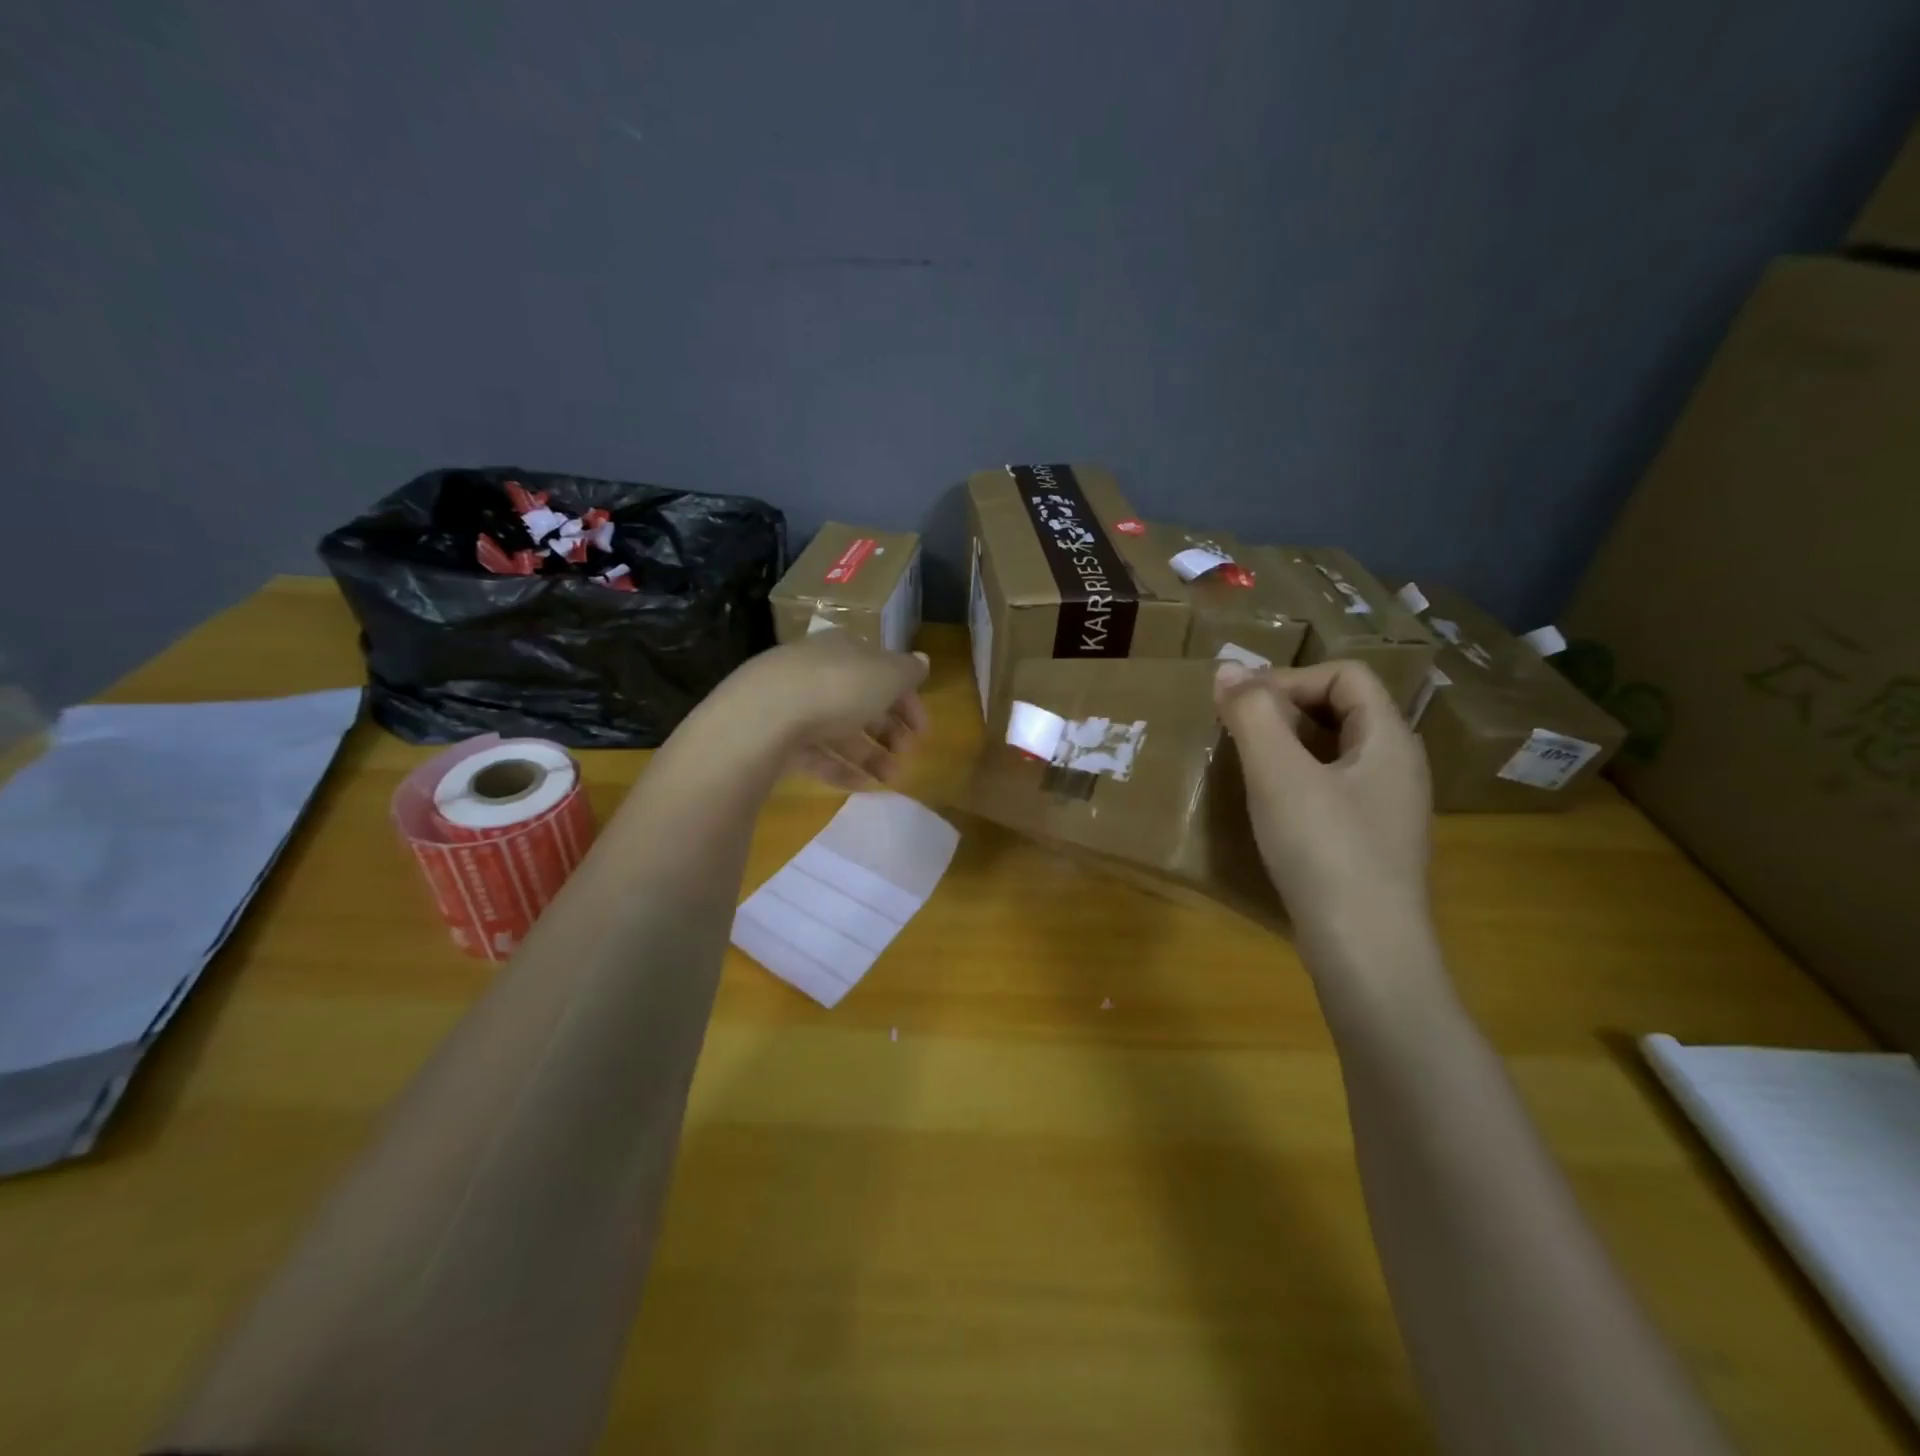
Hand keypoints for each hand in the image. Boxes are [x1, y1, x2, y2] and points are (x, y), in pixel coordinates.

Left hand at [728, 630, 930, 788]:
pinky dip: (840, 768)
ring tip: (890, 778)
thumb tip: (923, 661)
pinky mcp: (776, 736)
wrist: (765, 715)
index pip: (882, 670)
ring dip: (870, 754)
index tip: (923, 731)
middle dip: (889, 730)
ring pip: (839, 729)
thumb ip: (908, 671)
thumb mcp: (887, 674)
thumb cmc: (838, 687)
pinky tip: (861, 786)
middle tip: (907, 755)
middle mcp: (818, 671)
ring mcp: (793, 704)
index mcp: (845, 649)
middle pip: (861, 701)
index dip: (907, 699)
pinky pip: (815, 753)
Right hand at [1213, 659, 1432, 956]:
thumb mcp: (1279, 776)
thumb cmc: (1325, 852)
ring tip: (1246, 766)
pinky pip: (1333, 790)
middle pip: (1343, 710)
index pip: (1345, 675)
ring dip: (1287, 747)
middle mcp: (1398, 767)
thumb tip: (1228, 669)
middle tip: (1237, 732)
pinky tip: (1269, 810)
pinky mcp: (1371, 844)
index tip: (1242, 706)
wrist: (1367, 954)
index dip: (1290, 679)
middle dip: (1285, 710)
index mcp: (1389, 740)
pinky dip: (1297, 782)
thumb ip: (1253, 715)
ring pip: (1336, 753)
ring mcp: (1388, 809)